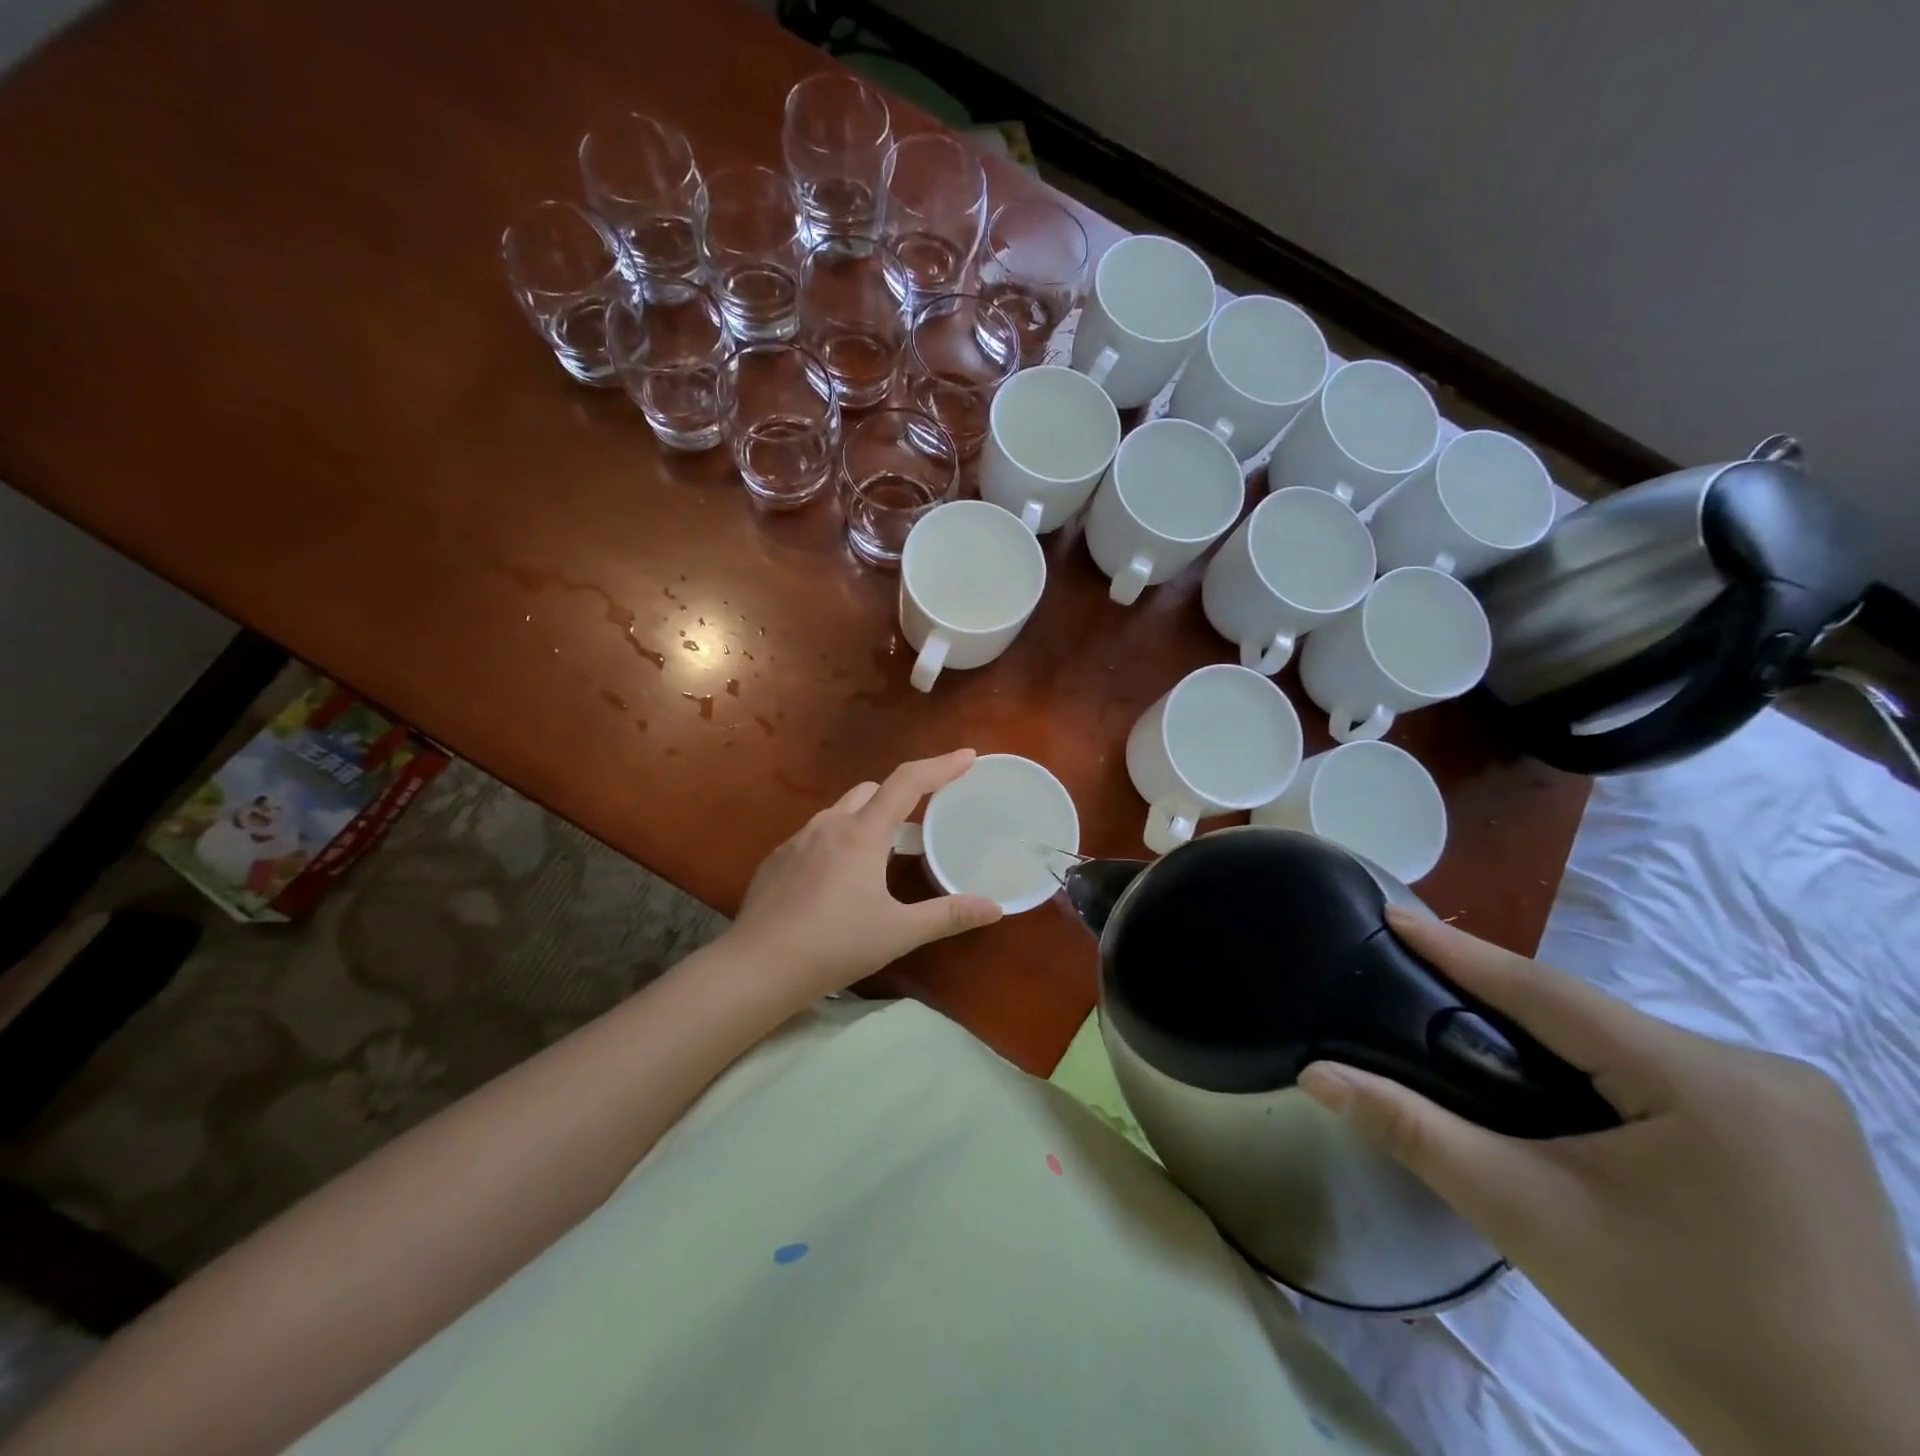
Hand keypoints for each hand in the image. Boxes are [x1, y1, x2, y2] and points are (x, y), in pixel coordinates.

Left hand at [726, 750, 1002, 1003]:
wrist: (758, 967)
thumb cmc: (834, 945)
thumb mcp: (898, 932)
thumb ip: (948, 915)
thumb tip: (996, 908)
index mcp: (862, 834)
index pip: (908, 782)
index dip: (941, 766)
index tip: (967, 756)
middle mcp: (829, 825)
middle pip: (872, 790)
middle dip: (900, 795)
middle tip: (922, 821)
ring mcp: (797, 840)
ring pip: (841, 811)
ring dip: (867, 819)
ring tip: (882, 854)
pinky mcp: (777, 859)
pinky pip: (816, 835)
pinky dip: (838, 841)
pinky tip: (839, 880)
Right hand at [1300, 910, 1919, 1455]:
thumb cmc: (1682, 1331)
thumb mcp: (1526, 1217)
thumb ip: (1412, 1131)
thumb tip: (1315, 1075)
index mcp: (1709, 1083)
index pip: (1549, 994)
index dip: (1460, 951)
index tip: (1394, 912)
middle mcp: (1763, 1072)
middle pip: (1590, 1019)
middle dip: (1501, 1003)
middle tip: (1416, 982)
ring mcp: (1796, 1106)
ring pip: (1626, 1045)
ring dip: (1550, 1041)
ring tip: (1469, 1038)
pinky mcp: (1802, 1139)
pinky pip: (1666, 1076)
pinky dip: (1600, 1073)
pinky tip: (1561, 1095)